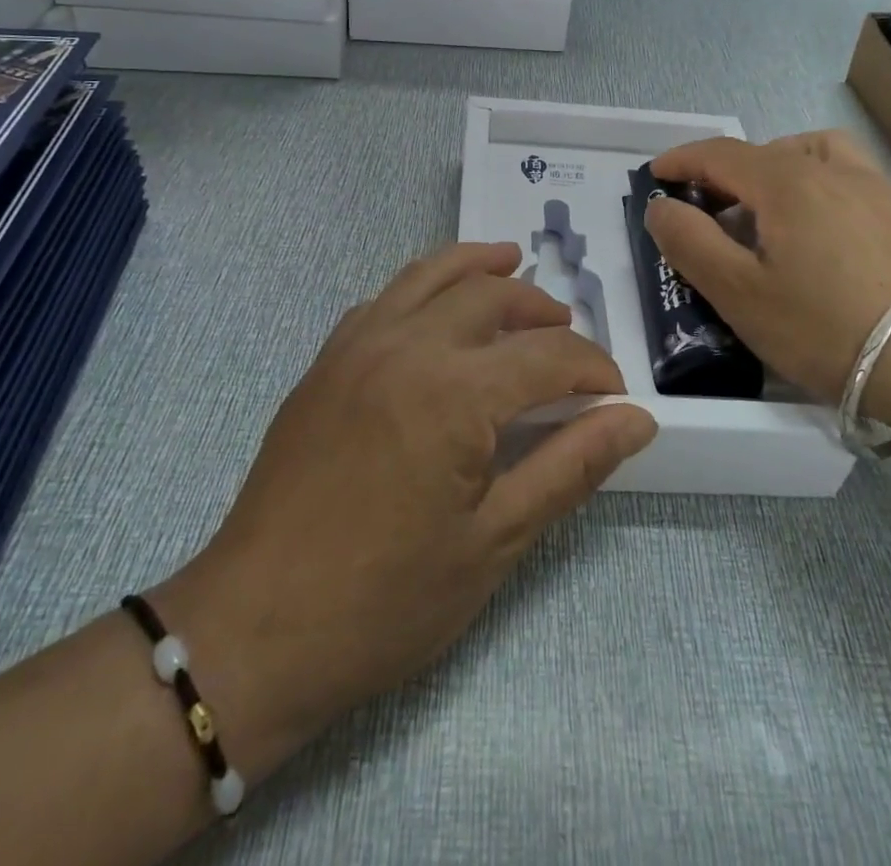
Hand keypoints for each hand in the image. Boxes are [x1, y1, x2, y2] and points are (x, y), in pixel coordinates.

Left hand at [154, 243, 656, 782]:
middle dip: (542, 310)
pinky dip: (423, 287)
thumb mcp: (494, 541)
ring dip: (479, 267)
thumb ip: (570, 466)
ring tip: (511, 262)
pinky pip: (384, 298)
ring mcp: (358, 346)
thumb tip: (636, 419)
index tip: (615, 400)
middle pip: (490, 295)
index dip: (593, 370)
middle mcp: (406, 347)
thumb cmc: (384, 600)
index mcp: (454, 392)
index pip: (547, 355)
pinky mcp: (327, 361)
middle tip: (570, 338)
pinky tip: (437, 309)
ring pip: (430, 276)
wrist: (254, 630)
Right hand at [645, 133, 890, 435]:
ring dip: (773, 169)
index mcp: (785, 180)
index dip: (680, 160)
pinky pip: (843, 175)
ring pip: (808, 155)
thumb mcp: (738, 292)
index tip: (654, 174)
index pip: (719, 154)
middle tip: (703, 213)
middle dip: (721, 174)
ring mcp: (872, 187)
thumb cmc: (823, 327)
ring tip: (763, 212)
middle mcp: (829, 168)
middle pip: (761, 153)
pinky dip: (813, 182)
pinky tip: (816, 227)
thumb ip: (689, 241)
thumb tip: (661, 205)